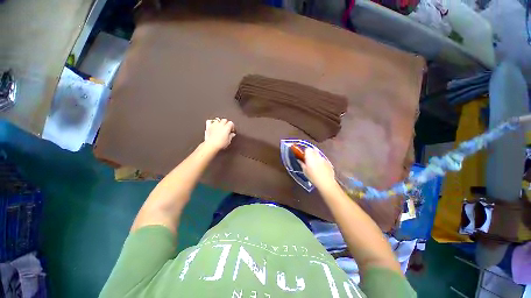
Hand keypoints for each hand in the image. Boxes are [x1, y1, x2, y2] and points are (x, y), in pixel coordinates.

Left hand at [204, 118, 235, 150]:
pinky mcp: (209, 127)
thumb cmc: (220, 143)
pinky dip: (212, 123)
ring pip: (218, 120)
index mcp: (227, 127)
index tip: (232, 130)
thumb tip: (232, 134)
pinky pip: (210, 122)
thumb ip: (231, 136)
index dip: (232, 126)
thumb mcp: (228, 141)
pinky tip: (213, 126)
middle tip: (227, 128)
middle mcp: (221, 125)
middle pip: (225, 120)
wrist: (211, 145)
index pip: (231, 123)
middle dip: (226, 123)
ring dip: (220, 123)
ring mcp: (214, 125)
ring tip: (220, 127)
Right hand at [299, 148, 335, 189]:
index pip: (307, 149)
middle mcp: (317, 156)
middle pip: (313, 150)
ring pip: (318, 154)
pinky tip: (320, 168)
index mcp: (310, 157)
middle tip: (308, 159)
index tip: (303, 155)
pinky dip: (320, 161)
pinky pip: (323, 159)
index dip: (305, 151)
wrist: (326, 182)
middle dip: (310, 153)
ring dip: (316, 157)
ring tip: (314, 164)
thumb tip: (299, 160)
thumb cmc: (313, 177)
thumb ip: (302, 164)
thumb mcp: (305, 171)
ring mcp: (323, 159)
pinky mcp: (328, 162)